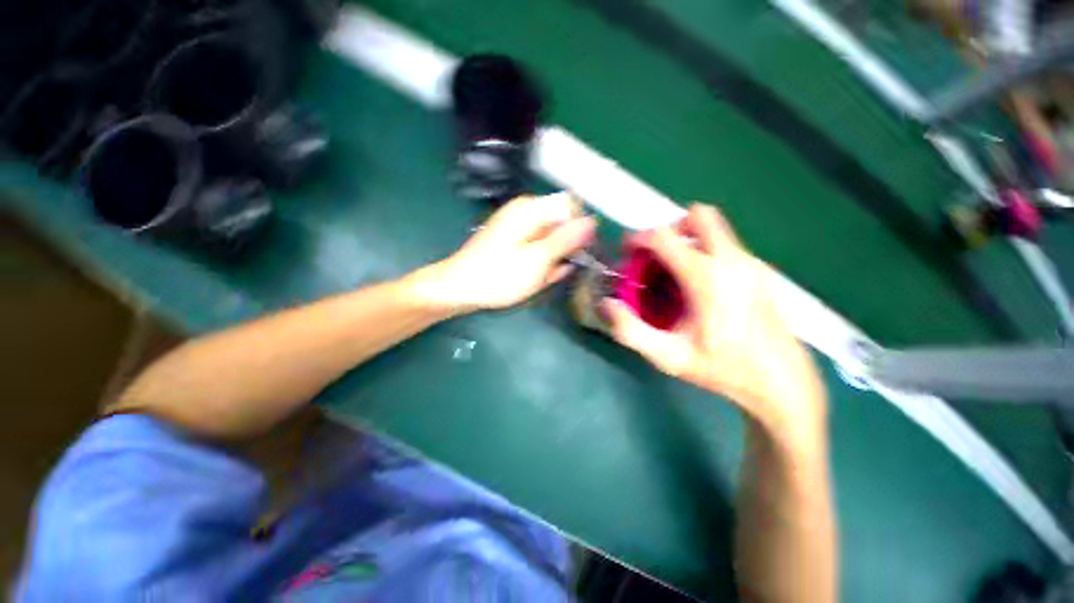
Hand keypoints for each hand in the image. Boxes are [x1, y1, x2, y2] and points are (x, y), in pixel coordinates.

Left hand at [416, 194, 595, 312]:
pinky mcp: (514, 243)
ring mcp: (519, 229)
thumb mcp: (538, 259)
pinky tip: (534, 279)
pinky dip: (540, 265)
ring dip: (552, 261)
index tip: (578, 253)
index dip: (580, 230)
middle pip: (561, 225)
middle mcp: (526, 213)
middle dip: (564, 249)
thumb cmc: (499, 275)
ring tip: (540, 278)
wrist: (459, 289)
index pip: (571, 207)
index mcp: (531, 209)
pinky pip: (537, 250)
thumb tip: (592, 221)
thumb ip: (566, 239)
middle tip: (554, 271)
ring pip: (550, 242)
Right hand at [602, 204, 824, 433]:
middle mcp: (731, 260)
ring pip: (713, 230)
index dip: (638, 238)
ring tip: (673, 275)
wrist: (782, 381)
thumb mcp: (668, 357)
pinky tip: (698, 288)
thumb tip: (606, 304)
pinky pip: (724, 246)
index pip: (664, 236)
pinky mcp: (759, 271)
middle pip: (698, 216)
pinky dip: (703, 252)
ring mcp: (750, 263)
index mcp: (706, 277)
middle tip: (655, 257)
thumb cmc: (723, 368)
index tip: (627, 252)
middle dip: (669, 230)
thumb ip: (631, 331)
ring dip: (686, 241)